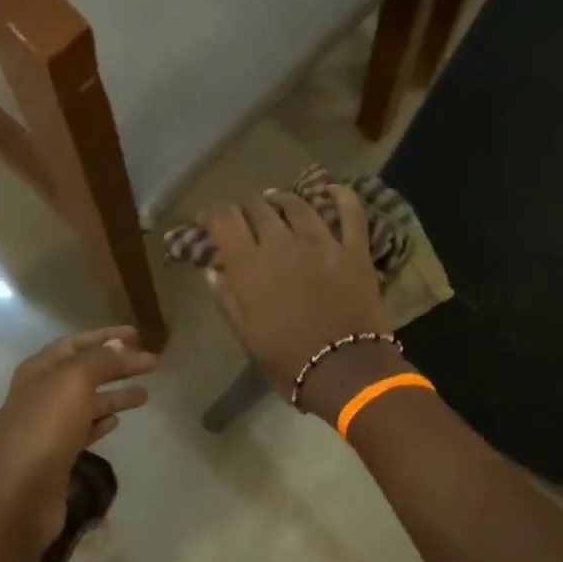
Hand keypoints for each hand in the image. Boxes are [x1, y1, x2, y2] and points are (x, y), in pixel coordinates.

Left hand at [0, 327, 156, 545]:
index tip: (137, 334)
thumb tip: (120, 345)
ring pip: (87, 402)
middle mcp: (42, 393)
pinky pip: (83, 429)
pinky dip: (101, 422)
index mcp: (40, 369)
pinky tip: (118, 421)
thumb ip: (101, 361)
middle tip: (150, 364)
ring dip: (115, 395)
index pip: (76, 343)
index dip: (106, 336)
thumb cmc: (46, 426)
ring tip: (146, 395)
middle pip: (84, 372)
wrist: (20, 490)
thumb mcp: (75, 381)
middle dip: (116, 365)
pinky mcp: (58, 454)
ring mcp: (48, 425)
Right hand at [200, 189, 389, 405]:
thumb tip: (211, 272)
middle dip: (247, 209)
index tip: (208, 220)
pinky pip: (351, 212)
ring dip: (283, 200)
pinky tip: (335, 191)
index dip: (212, 215)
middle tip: (245, 218)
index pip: (224, 221)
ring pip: (299, 204)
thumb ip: (227, 300)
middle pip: (259, 208)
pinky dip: (342, 197)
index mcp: (250, 266)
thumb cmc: (287, 360)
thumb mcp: (246, 336)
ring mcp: (322, 242)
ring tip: (278, 201)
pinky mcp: (354, 249)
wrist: (343, 370)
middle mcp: (282, 243)